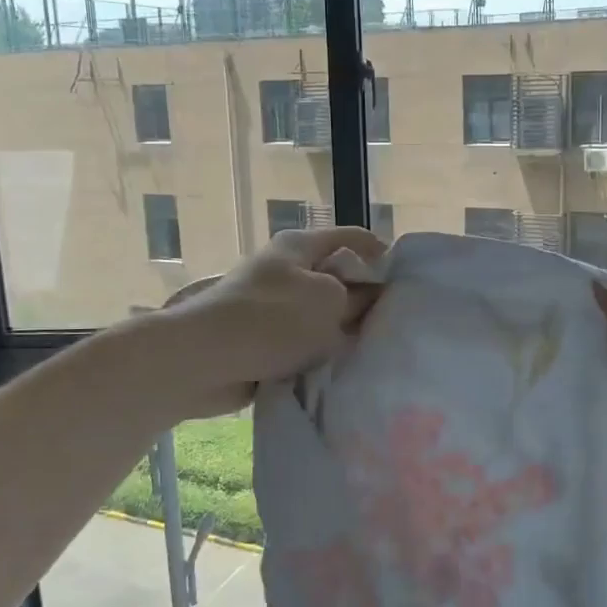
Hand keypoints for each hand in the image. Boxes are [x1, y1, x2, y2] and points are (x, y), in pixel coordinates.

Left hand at [158, 227, 385, 418]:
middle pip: (338, 277)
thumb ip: (358, 298)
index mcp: (301, 247)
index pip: (353, 238)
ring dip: (340, 331)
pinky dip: (317, 352)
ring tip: (371, 350)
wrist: (199, 360)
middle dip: (364, 298)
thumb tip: (371, 297)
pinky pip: (301, 340)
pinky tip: (339, 369)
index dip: (382, 254)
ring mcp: (271, 304)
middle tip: (395, 323)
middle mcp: (286, 269)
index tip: (407, 284)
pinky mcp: (262, 337)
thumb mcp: (328, 303)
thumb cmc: (270, 320)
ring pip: (320, 313)